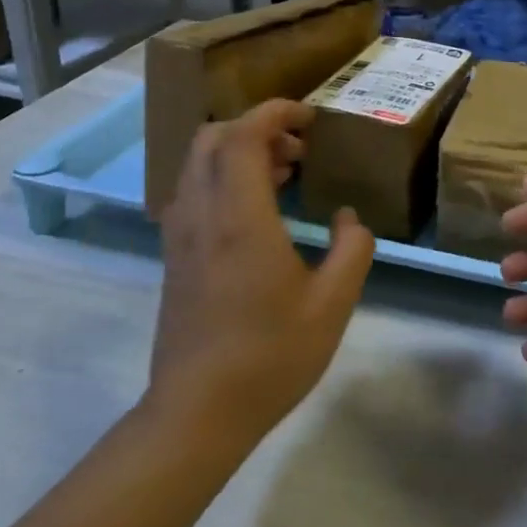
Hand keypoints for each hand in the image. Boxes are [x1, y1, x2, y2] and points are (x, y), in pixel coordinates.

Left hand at [150, 100, 374, 438]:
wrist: (197, 413)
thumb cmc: (269, 356)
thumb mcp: (333, 303)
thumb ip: (353, 249)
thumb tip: (348, 218)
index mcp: (240, 219)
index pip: (243, 136)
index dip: (276, 112)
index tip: (312, 117)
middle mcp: (201, 216)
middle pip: (211, 139)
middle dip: (256, 127)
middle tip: (300, 148)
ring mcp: (180, 236)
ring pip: (196, 164)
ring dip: (238, 152)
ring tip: (286, 174)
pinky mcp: (174, 257)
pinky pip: (193, 192)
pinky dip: (223, 178)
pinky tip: (259, 211)